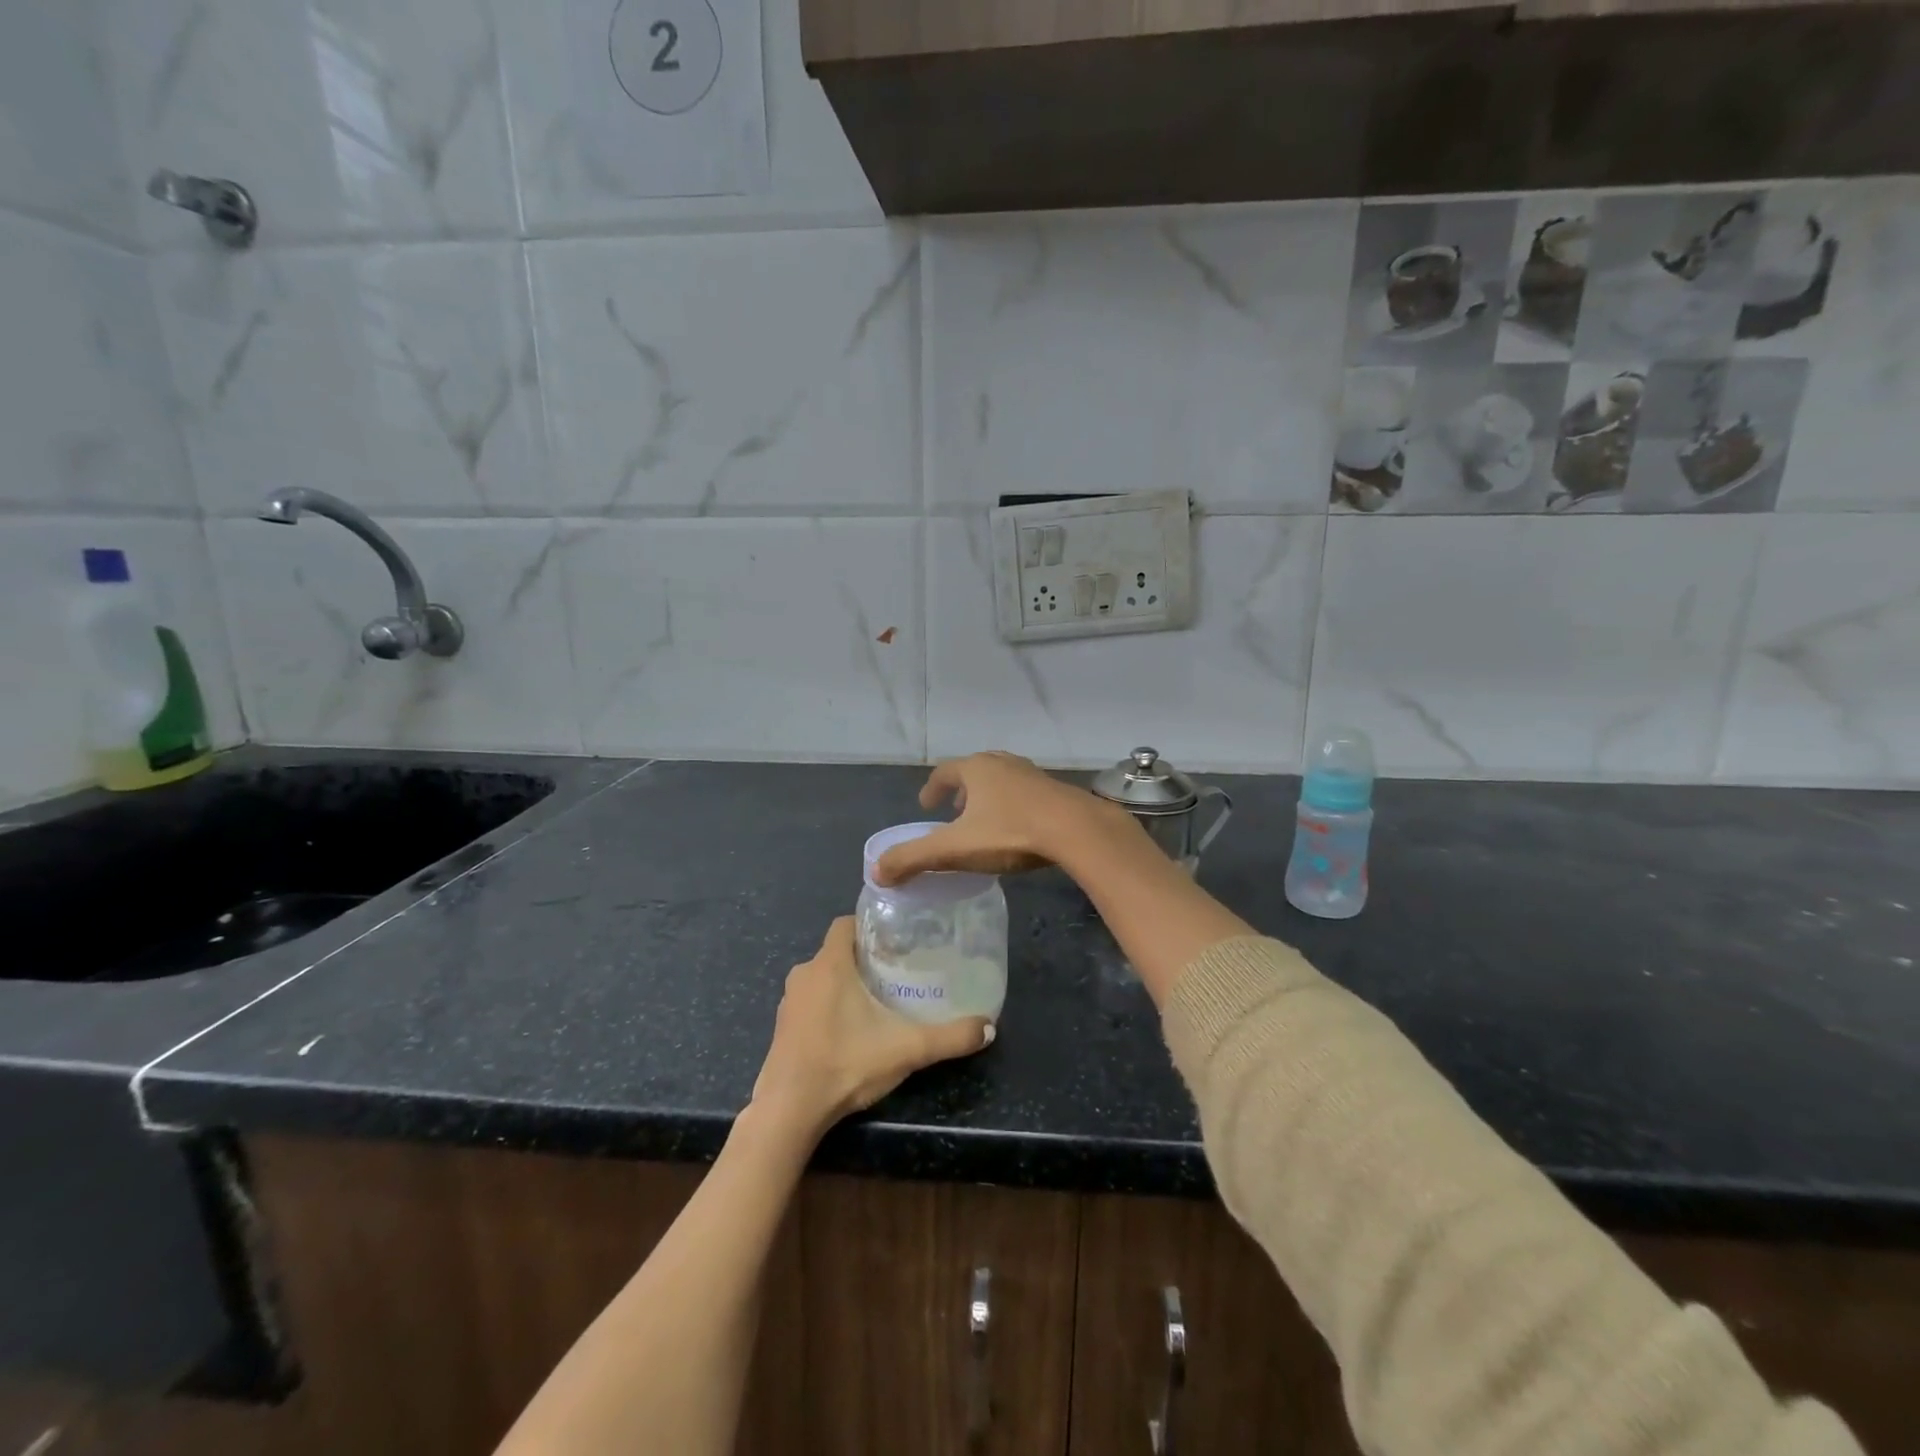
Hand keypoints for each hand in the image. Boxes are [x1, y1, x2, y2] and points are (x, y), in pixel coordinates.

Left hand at [751, 918, 992, 1137]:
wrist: (789, 1111)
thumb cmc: (845, 1063)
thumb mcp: (906, 1049)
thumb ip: (950, 1037)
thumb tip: (989, 1027)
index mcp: (829, 964)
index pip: (845, 923)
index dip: (870, 925)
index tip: (897, 939)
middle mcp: (805, 974)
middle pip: (837, 951)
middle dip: (865, 957)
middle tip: (898, 971)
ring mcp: (788, 1002)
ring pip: (822, 978)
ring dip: (846, 983)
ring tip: (878, 1000)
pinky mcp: (781, 1028)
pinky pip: (809, 1002)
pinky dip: (828, 1006)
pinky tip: (850, 1030)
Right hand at [873, 751, 1133, 885]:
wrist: (1076, 830)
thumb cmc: (1010, 832)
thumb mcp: (954, 849)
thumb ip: (913, 858)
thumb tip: (876, 871)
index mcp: (976, 769)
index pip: (945, 772)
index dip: (932, 788)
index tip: (926, 805)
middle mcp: (1003, 763)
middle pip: (974, 772)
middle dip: (961, 792)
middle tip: (954, 813)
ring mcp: (1032, 774)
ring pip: (1002, 781)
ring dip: (988, 798)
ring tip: (984, 822)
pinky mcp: (1056, 791)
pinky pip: (1025, 794)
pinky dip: (1013, 806)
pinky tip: (1018, 829)